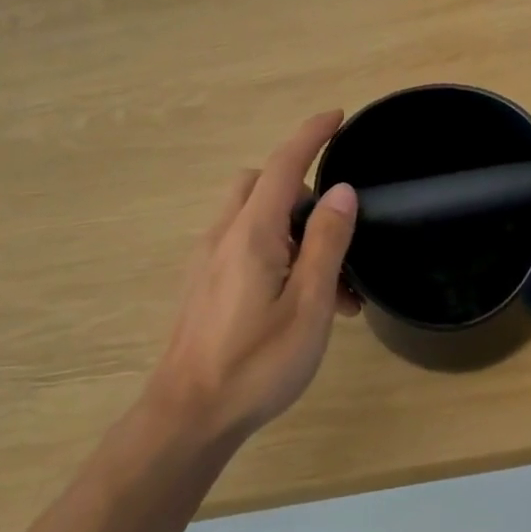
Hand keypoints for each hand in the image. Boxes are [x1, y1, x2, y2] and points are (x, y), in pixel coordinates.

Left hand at [149, 112, 359, 441]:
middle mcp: (223, 235)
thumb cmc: (256, 363)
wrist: (189, 415)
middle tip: (337, 236)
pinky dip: (274, 250)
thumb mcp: (308, 304)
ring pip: (253, 216)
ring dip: (291, 228)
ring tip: (329, 284)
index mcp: (251, 233)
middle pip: (263, 184)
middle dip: (302, 192)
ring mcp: (208, 260)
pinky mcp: (204, 283)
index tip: (337, 117)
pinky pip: (243, 244)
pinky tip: (295, 299)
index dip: (311, 135)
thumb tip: (341, 191)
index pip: (284, 165)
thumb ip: (326, 243)